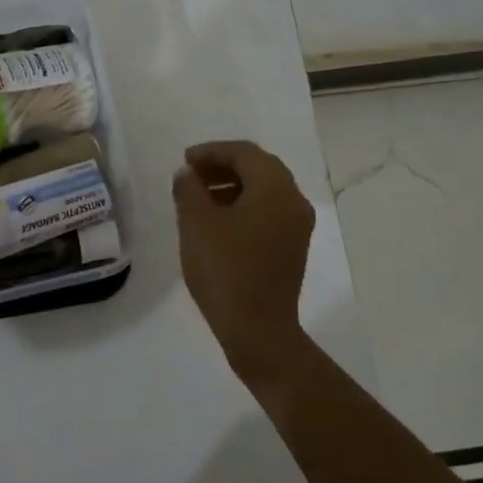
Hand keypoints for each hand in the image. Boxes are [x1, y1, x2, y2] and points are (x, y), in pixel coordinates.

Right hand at [171, 140, 315, 385]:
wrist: (258, 331)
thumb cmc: (225, 270)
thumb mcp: (196, 224)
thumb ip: (189, 189)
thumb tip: (188, 175)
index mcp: (276, 189)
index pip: (245, 153)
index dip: (212, 152)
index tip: (185, 161)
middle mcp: (294, 201)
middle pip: (259, 168)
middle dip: (223, 166)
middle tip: (191, 175)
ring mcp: (297, 227)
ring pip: (264, 191)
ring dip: (232, 186)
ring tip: (199, 197)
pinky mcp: (292, 248)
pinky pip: (268, 212)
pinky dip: (243, 206)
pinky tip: (217, 221)